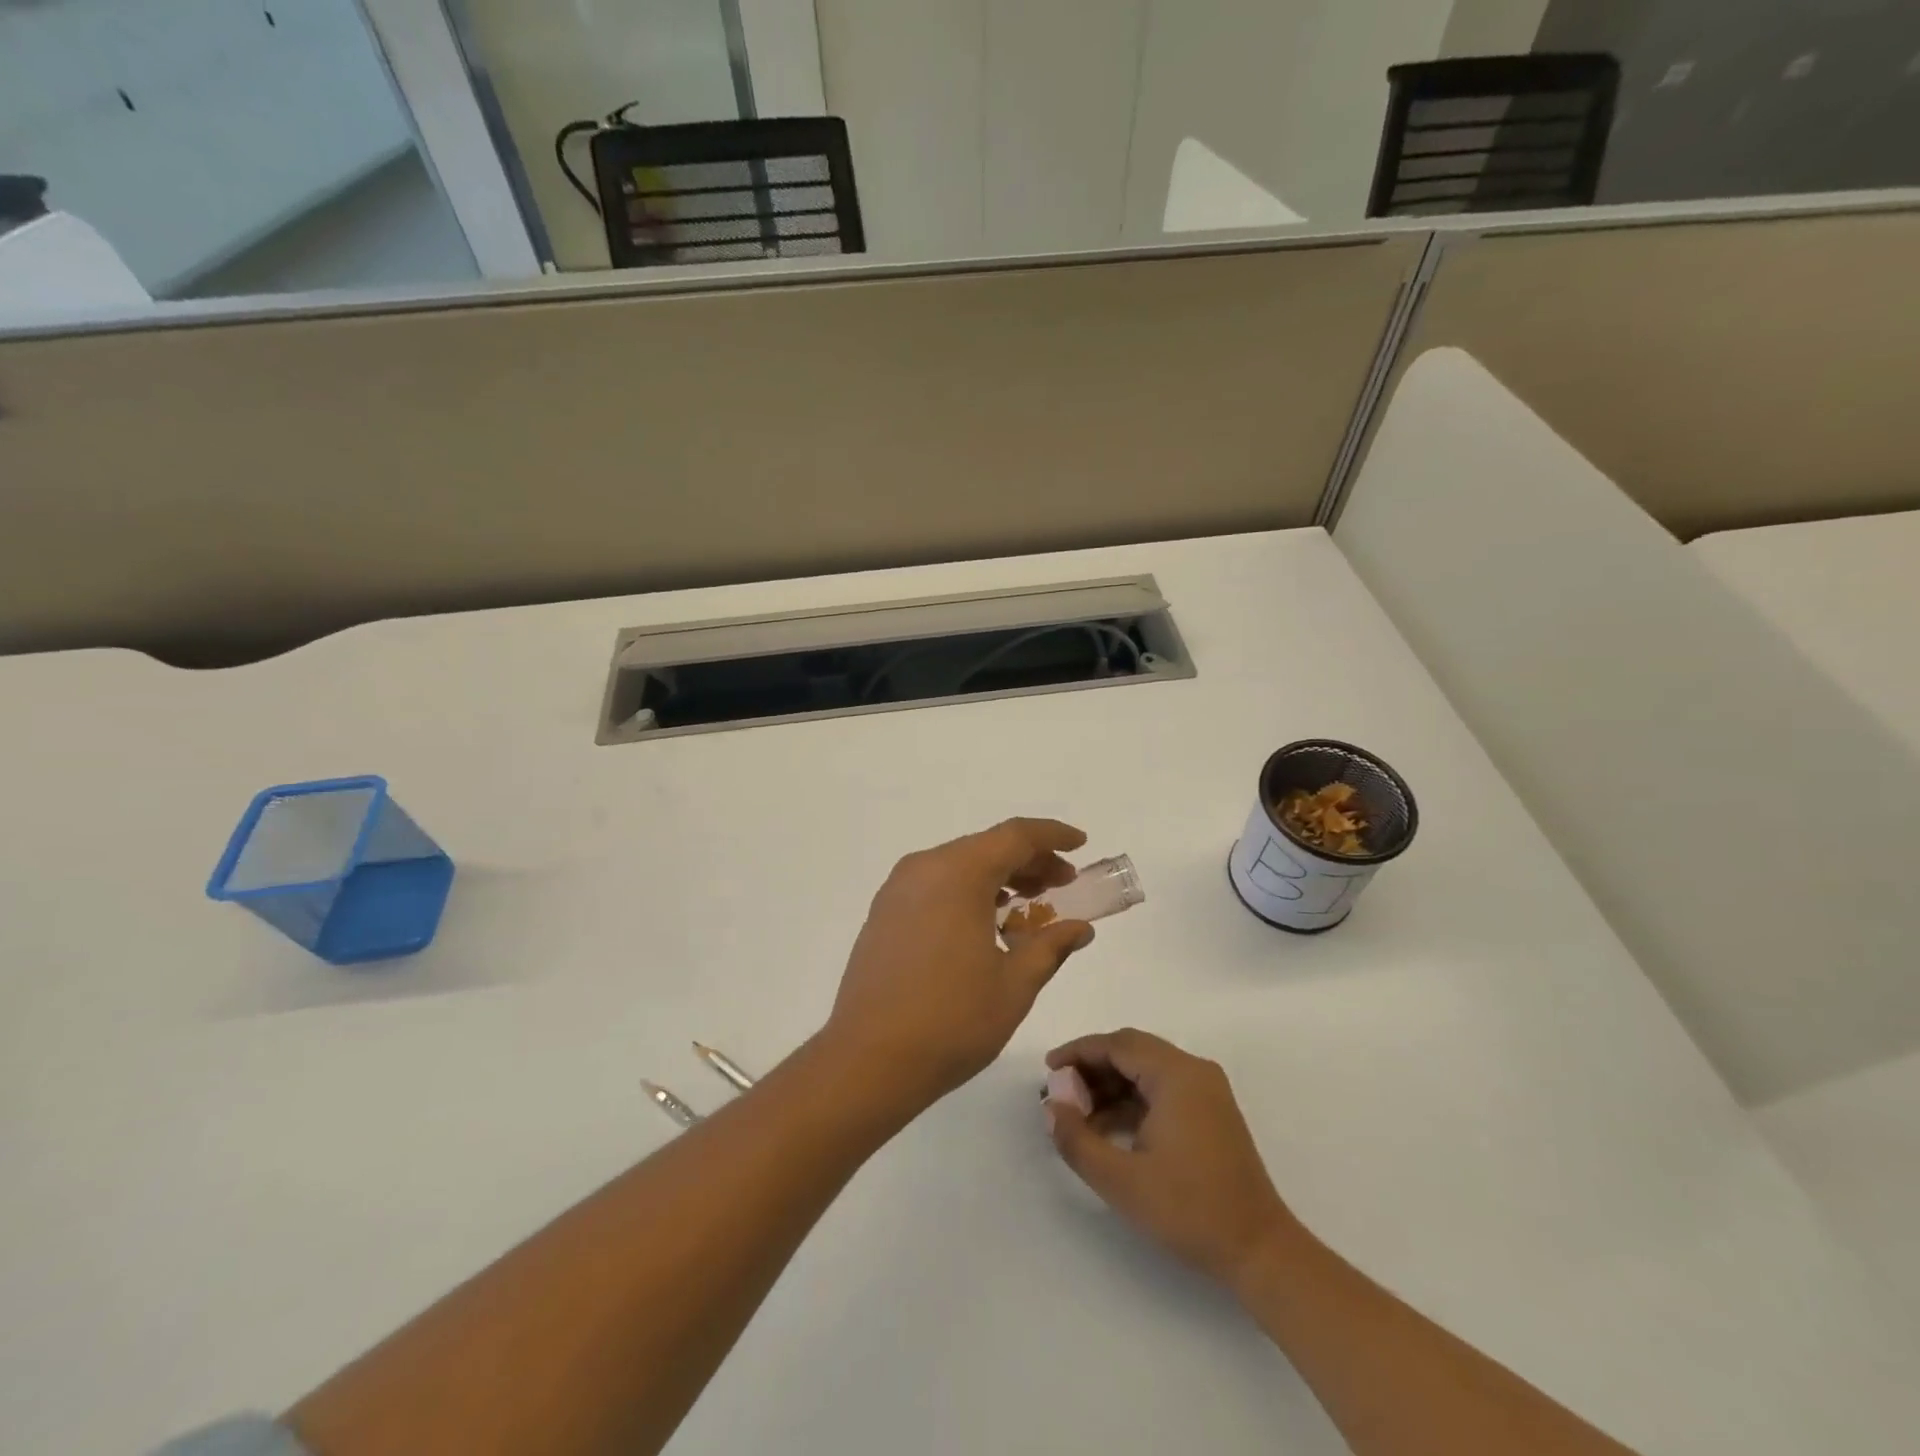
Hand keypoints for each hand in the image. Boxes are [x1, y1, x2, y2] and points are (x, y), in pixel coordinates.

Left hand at [823, 819, 1097, 1117]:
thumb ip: (1051, 946)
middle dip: (1029, 860)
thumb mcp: (1015, 984)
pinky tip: (986, 923)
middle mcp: (924, 868)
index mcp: (958, 873)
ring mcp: (898, 890)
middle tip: (1064, 883)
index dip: (1052, 836)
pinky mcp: (884, 913)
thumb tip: (1080, 928)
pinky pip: (935, 885)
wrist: (867, 1060)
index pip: (1015, 835)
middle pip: (986, 847)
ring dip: (998, 876)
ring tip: (1030, 904)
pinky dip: (968, 891)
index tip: (1080, 844)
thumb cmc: (951, 1020)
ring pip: (959, 865)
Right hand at [1045, 1028, 1301, 1289]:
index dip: (1078, 1052)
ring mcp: (1206, 1091)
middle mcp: (1194, 1071)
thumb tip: (1052, 1107)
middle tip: (1060, 1091)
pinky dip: (1132, 1100)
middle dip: (1092, 1067)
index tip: (1048, 1070)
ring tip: (1077, 1115)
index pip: (1117, 1044)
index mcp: (1176, 1075)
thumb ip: (1077, 1139)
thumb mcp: (1121, 1180)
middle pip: (1132, 1051)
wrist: (1259, 1251)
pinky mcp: (1210, 1112)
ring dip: (1110, 1085)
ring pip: (1146, 1070)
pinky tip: (1108, 1128)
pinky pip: (1162, 1089)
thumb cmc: (1189, 1210)